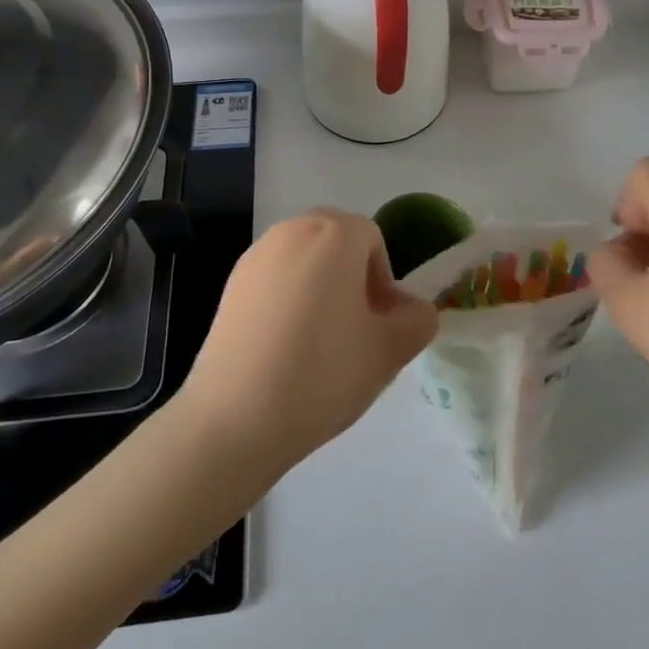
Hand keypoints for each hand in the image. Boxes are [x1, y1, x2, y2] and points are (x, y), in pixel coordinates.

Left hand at [178, 210, 438, 473]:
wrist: (235, 418)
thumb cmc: (323, 373)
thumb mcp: (390, 350)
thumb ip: (418, 320)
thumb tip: (412, 310)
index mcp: (334, 234)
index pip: (373, 239)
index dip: (384, 280)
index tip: (379, 324)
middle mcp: (292, 231)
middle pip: (336, 241)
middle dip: (352, 276)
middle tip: (355, 330)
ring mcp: (255, 256)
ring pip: (304, 259)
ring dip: (320, 286)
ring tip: (319, 343)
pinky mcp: (230, 285)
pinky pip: (274, 279)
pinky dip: (288, 300)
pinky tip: (284, 348)